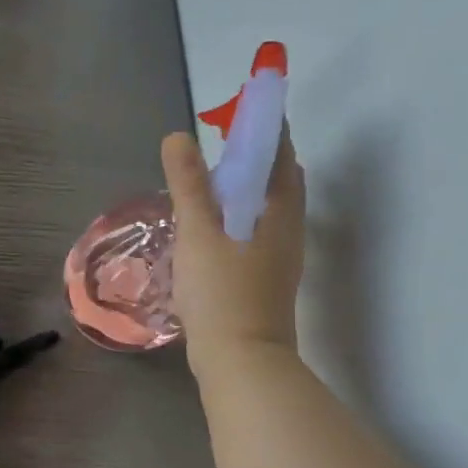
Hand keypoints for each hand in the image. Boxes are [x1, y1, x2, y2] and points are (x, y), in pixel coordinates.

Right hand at [161, 126, 305, 363]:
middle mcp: (288, 228)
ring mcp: (279, 255)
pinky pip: (256, 230)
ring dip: (245, 187)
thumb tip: (179, 136)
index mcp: (280, 211)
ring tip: (209, 180)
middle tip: (219, 142)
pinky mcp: (265, 277)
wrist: (241, 361)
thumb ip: (189, 185)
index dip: (265, 126)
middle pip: (277, 179)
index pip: (279, 153)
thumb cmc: (222, 292)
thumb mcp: (199, 233)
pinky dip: (238, 214)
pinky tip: (211, 226)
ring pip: (266, 207)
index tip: (243, 106)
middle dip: (255, 155)